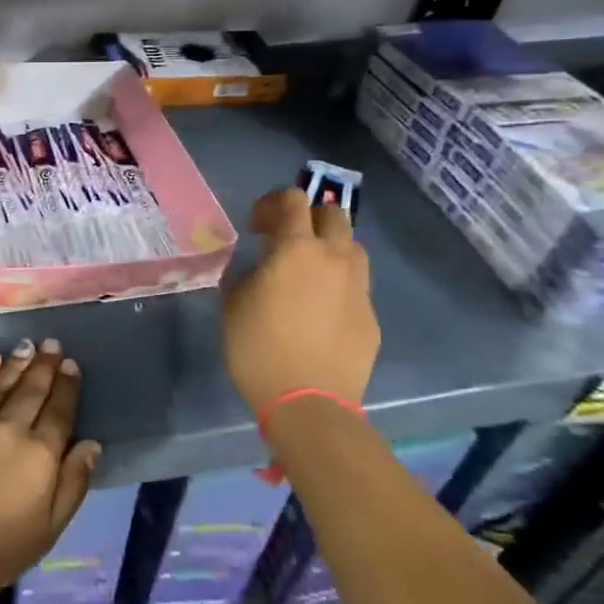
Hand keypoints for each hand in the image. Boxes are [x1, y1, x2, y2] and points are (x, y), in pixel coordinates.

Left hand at [0, 339, 100, 603]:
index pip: (59, 412)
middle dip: (44, 365)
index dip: (67, 386)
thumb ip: (73, 484)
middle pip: (32, 390)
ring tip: (27, 346)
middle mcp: (10, 428)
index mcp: (40, 455)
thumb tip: (91, 444)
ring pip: (1, 383)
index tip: (70, 364)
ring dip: (16, 363)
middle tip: (52, 344)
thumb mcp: (47, 530)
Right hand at [222, 188, 379, 420]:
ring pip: (352, 248)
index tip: (256, 225)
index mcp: (296, 249)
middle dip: (308, 218)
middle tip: (285, 241)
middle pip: (333, 215)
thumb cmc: (258, 348)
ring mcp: (359, 287)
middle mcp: (334, 258)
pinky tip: (319, 310)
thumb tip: (257, 267)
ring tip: (308, 271)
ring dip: (329, 247)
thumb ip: (245, 273)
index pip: (292, 200)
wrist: (308, 403)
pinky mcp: (371, 316)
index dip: (271, 203)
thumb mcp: (232, 303)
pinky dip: (338, 284)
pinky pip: (356, 285)